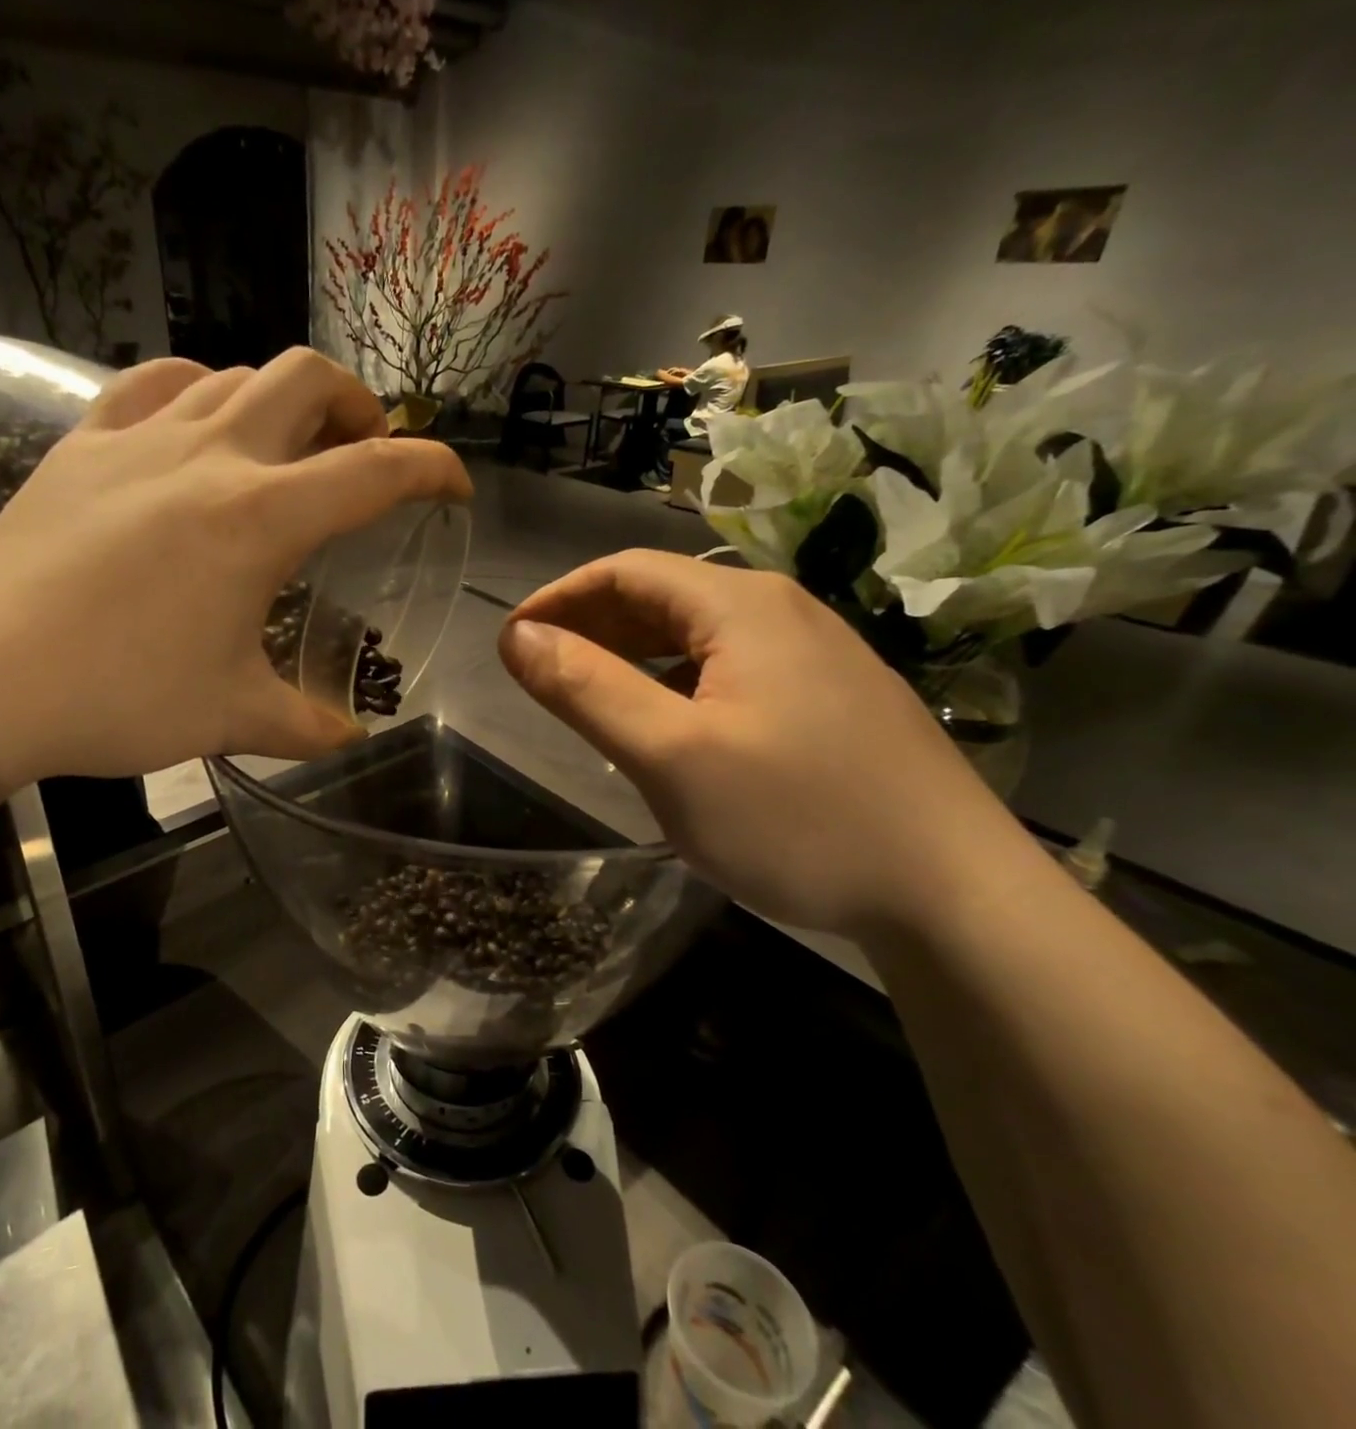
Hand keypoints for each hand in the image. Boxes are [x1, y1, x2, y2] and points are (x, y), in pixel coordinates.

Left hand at [0, 350, 471, 783]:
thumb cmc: (120, 698)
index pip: (376, 470)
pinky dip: (199, 389)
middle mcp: (210, 455)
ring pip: (234, 372)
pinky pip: (155, 382)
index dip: (433, 468)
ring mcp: (138, 438)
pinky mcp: (82, 444)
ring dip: (282, 400)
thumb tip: (353, 738)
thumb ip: (309, 727)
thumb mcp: (233, 718)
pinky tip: (198, 425)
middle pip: (309, 377)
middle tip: (365, 453)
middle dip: (359, 405)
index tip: (454, 484)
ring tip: (287, 449)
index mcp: (260, 518)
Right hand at [497, 551, 1034, 939]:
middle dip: (590, 625)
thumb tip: (518, 637)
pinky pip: (730, 668)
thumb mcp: (670, 755)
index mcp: (739, 605)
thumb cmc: (797, 818)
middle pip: (661, 595)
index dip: (558, 598)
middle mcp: (779, 610)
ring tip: (589, 698)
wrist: (955, 893)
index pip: (624, 571)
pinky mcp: (830, 696)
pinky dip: (675, 681)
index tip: (511, 642)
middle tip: (539, 673)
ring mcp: (813, 653)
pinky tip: (667, 725)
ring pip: (696, 635)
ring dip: (632, 654)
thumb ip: (586, 689)